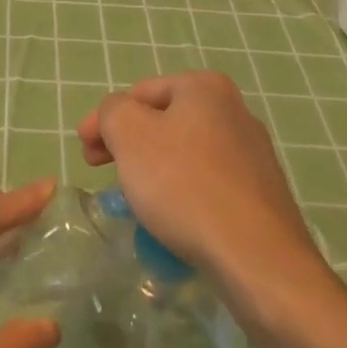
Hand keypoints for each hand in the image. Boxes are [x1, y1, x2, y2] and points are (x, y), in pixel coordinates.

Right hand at [77, 71, 324, 311]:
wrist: (258, 260)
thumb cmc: (186, 186)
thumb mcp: (130, 135)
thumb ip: (112, 111)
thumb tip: (117, 115)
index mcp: (204, 87)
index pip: (139, 93)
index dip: (105, 121)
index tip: (84, 154)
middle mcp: (234, 110)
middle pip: (164, 121)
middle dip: (129, 146)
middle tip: (103, 174)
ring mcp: (253, 153)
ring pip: (186, 154)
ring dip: (155, 171)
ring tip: (137, 201)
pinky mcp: (261, 194)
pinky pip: (209, 185)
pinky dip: (184, 195)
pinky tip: (174, 222)